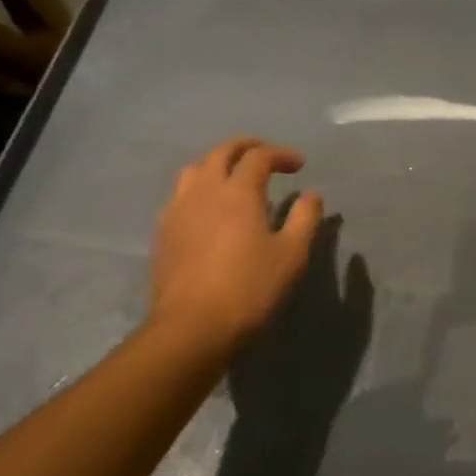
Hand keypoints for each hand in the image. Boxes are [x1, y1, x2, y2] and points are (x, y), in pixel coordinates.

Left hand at [146, 138, 323, 359]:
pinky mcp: (164, 232)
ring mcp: (178, 210)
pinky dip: (201, 189)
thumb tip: (311, 195)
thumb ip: (305, 218)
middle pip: (222, 152)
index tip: (299, 165)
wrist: (192, 327)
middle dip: (247, 147)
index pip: (259, 156)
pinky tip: (211, 210)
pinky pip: (181, 195)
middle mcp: (205, 191)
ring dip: (219, 164)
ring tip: (235, 179)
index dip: (281, 154)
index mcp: (238, 192)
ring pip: (195, 170)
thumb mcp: (292, 254)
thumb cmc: (250, 288)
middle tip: (267, 156)